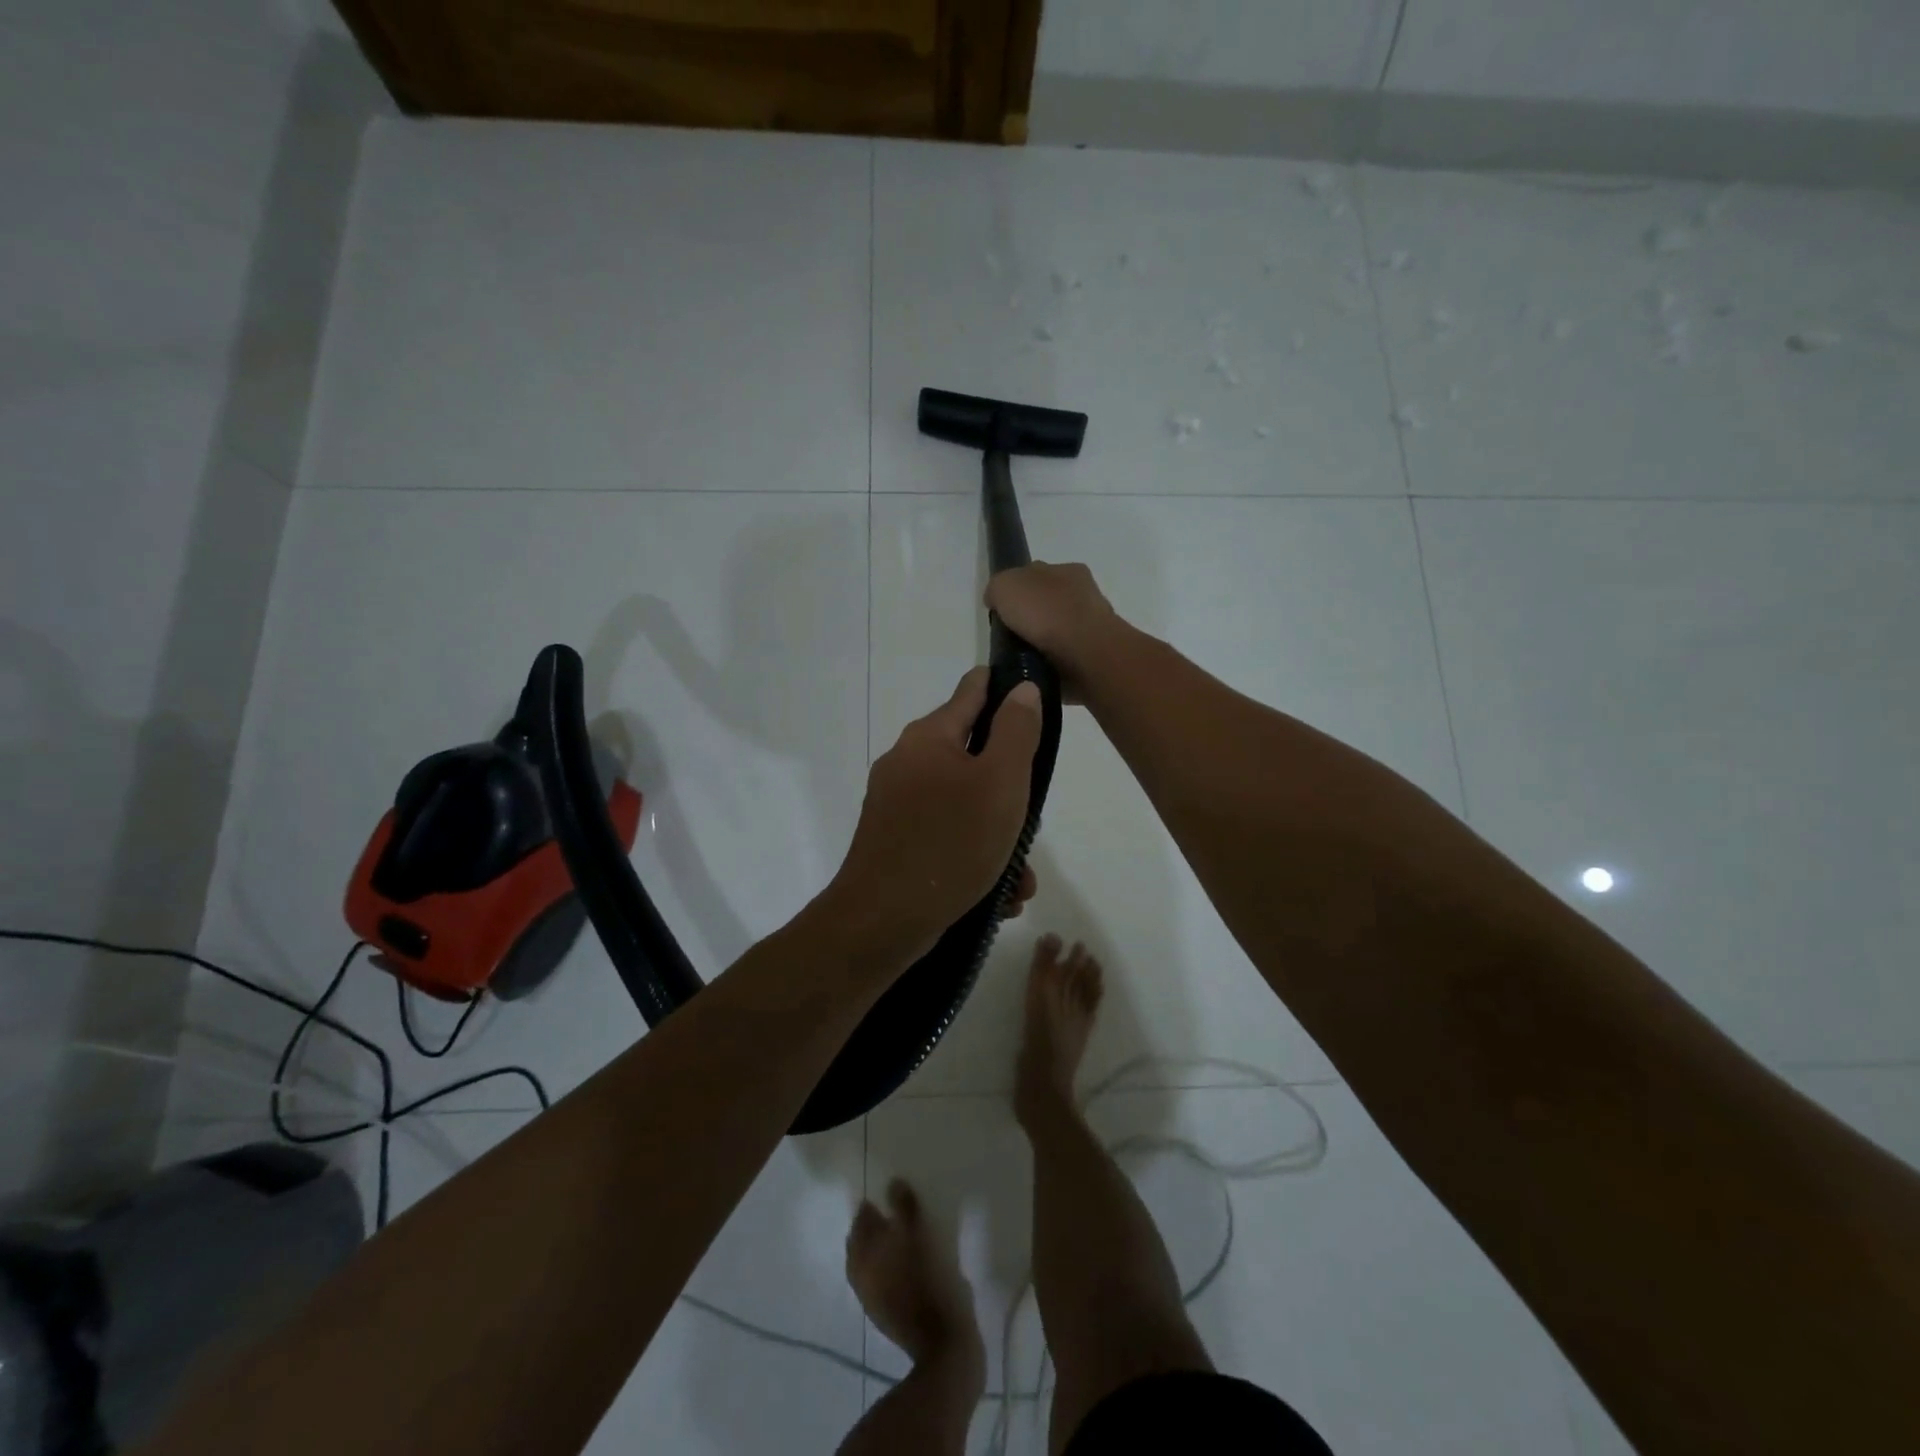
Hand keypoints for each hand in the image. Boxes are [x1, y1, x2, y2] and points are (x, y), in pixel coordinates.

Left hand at [829, 669, 1043, 957]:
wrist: (881, 921)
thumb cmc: (950, 843)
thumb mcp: (1001, 783)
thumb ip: (1017, 731)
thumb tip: (1021, 689)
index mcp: (929, 737)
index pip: (972, 691)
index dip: (1004, 688)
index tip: (1032, 697)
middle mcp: (907, 762)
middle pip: (972, 756)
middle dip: (1009, 789)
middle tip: (1031, 823)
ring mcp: (895, 804)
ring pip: (962, 805)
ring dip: (997, 835)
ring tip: (1018, 879)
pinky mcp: (893, 841)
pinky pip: (944, 835)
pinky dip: (972, 857)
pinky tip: (995, 895)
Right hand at [984, 563, 1118, 700]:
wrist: (1086, 653)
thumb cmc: (1046, 612)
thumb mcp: (1005, 586)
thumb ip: (998, 588)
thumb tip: (997, 600)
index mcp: (1067, 569)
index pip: (1035, 574)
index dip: (1016, 591)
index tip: (1002, 612)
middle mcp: (1083, 592)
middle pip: (1048, 602)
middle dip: (1031, 617)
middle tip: (1012, 636)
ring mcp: (1093, 624)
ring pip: (1059, 629)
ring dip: (1044, 641)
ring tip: (1025, 657)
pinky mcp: (1096, 653)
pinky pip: (1067, 655)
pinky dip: (1055, 660)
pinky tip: (1042, 668)